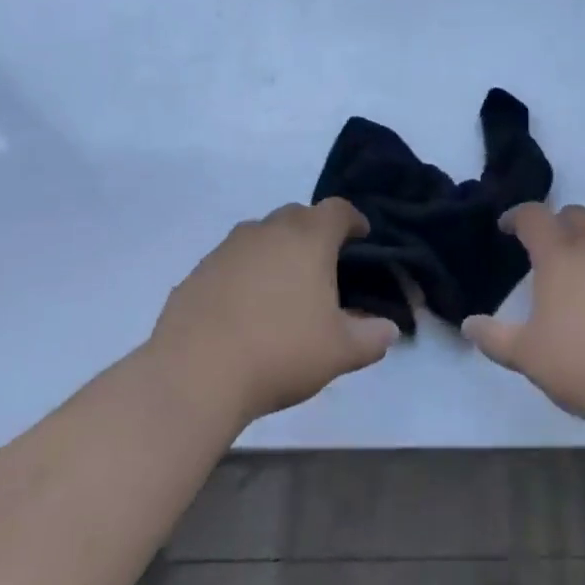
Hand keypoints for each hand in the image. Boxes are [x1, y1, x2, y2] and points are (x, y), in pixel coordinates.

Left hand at [149, 200, 398, 427]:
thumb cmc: (280, 351)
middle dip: (314, 231)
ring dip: (276, 249)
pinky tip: (244, 308)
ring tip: (282, 286)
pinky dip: (244, 273)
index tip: (361, 236)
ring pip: (261, 235)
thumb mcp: (339, 352)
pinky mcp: (198, 271)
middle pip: (298, 215)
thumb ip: (371, 338)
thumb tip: (389, 330)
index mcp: (309, 237)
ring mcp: (229, 247)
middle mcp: (269, 230)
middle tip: (322, 263)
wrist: (195, 374)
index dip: (353, 220)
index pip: (338, 210)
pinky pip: (231, 261)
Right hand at [462, 203, 584, 434]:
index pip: (533, 216)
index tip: (506, 229)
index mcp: (560, 254)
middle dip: (555, 224)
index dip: (516, 217)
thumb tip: (468, 325)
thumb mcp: (528, 356)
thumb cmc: (584, 367)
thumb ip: (494, 337)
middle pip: (573, 214)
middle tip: (546, 250)